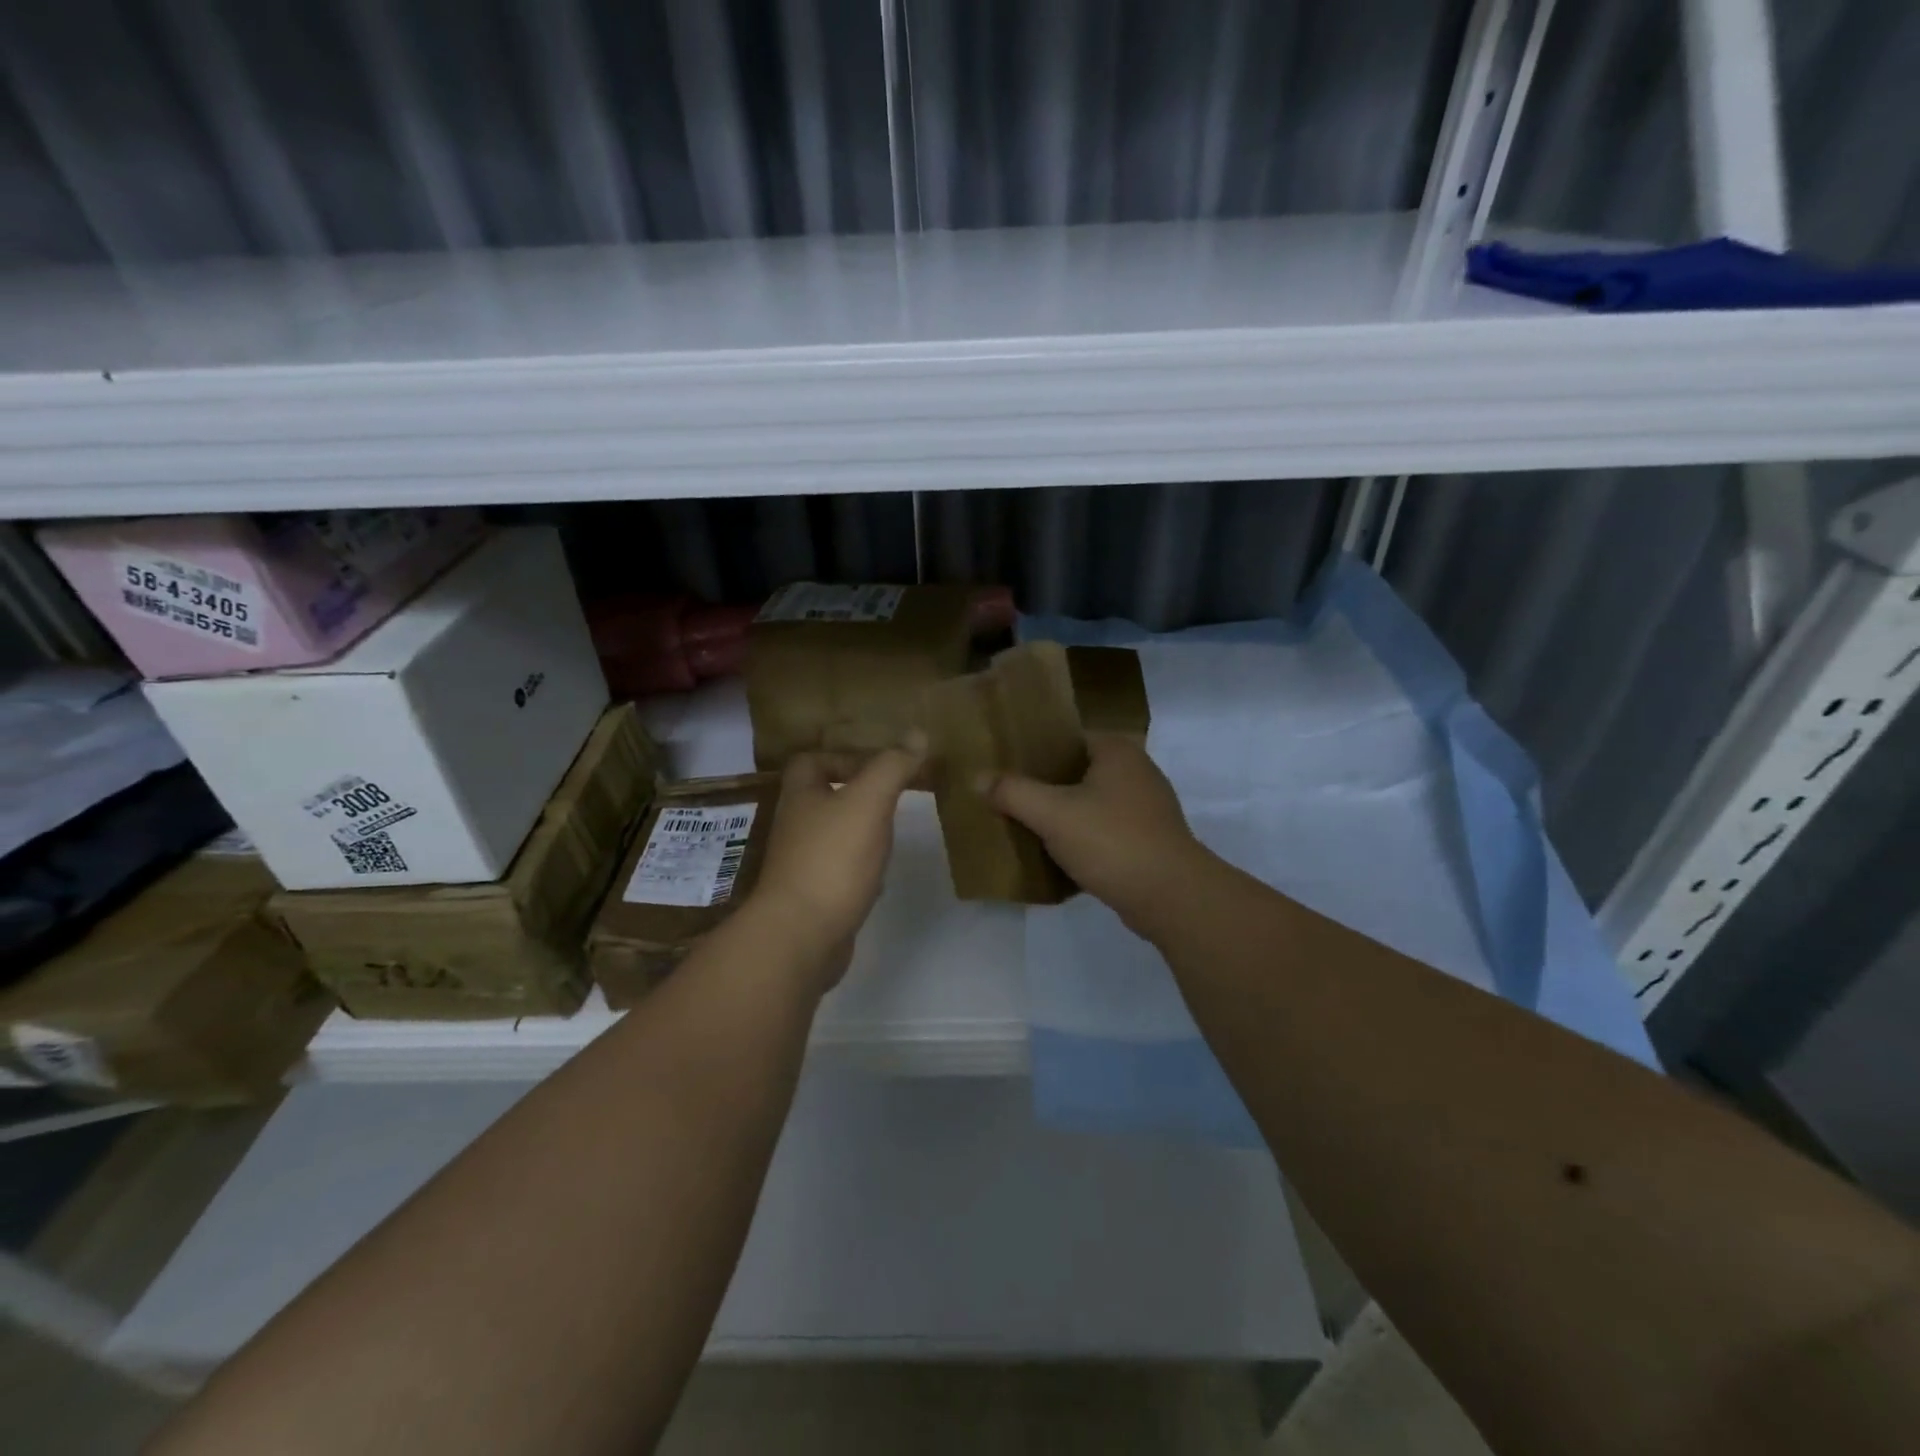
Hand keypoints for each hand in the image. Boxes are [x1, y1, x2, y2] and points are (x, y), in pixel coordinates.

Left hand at [749, 737, 926, 987]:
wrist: (802, 936)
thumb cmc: (833, 859)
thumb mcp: (869, 802)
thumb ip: (892, 767)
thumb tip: (918, 734)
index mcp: (801, 796)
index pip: (811, 761)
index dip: (842, 756)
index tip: (880, 765)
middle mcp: (795, 826)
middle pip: (822, 798)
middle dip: (857, 793)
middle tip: (894, 795)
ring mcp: (801, 864)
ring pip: (832, 835)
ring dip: (860, 830)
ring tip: (892, 830)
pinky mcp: (813, 896)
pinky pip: (838, 870)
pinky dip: (859, 867)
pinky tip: (881, 874)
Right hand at [985, 734, 1209, 932]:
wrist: (1170, 896)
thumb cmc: (1111, 841)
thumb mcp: (1052, 814)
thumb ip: (1013, 792)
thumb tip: (978, 778)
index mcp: (1117, 752)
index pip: (1067, 739)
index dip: (1035, 751)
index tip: (1005, 767)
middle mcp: (1137, 772)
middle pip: (1077, 772)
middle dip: (1045, 787)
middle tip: (1008, 799)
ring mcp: (1147, 808)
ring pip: (1091, 805)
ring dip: (1063, 816)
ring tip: (1026, 827)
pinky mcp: (1149, 841)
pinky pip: (1105, 832)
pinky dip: (1083, 840)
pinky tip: (1057, 856)